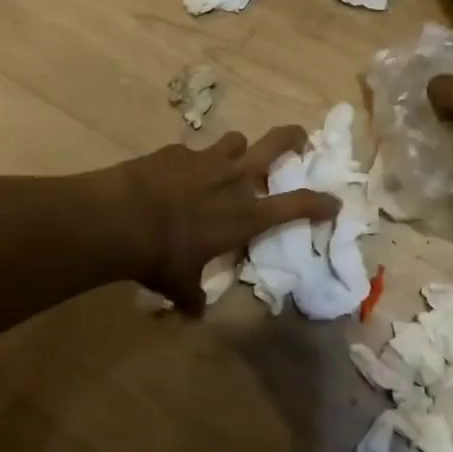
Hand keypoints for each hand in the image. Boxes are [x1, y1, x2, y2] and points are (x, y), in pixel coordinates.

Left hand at [113, 127, 339, 312]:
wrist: (118, 217)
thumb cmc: (160, 256)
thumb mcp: (179, 284)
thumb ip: (192, 296)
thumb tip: (193, 313)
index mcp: (246, 214)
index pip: (297, 204)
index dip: (321, 202)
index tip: (334, 202)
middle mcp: (234, 179)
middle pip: (277, 142)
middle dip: (294, 138)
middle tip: (300, 139)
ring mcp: (206, 159)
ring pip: (237, 139)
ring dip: (238, 150)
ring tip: (229, 161)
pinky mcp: (177, 150)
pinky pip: (194, 151)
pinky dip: (193, 162)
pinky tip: (177, 175)